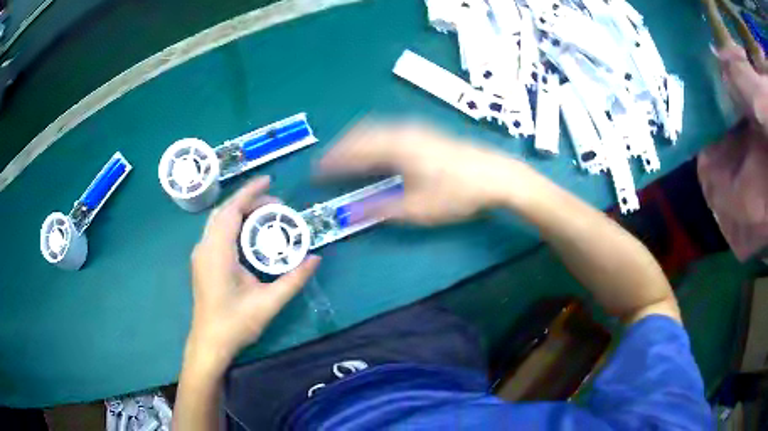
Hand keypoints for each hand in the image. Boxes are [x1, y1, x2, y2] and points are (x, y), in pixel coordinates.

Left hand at [186, 177, 319, 370]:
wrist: (210, 342)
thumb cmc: (236, 323)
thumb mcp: (269, 302)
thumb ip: (293, 279)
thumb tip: (315, 258)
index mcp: (218, 252)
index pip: (232, 210)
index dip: (250, 192)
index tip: (269, 180)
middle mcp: (205, 247)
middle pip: (225, 211)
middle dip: (249, 201)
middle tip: (277, 205)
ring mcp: (201, 254)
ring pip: (219, 221)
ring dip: (241, 212)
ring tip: (267, 216)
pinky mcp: (202, 261)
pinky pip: (217, 232)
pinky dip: (234, 224)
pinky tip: (250, 235)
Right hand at [319, 121, 524, 224]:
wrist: (497, 175)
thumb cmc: (458, 193)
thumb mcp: (417, 208)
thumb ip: (380, 209)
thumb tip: (349, 214)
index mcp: (395, 147)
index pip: (352, 152)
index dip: (331, 162)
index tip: (315, 173)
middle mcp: (401, 131)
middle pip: (360, 134)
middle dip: (339, 149)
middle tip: (325, 165)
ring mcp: (414, 128)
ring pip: (373, 129)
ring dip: (355, 142)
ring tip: (344, 158)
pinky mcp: (425, 132)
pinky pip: (387, 130)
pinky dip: (371, 139)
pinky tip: (374, 152)